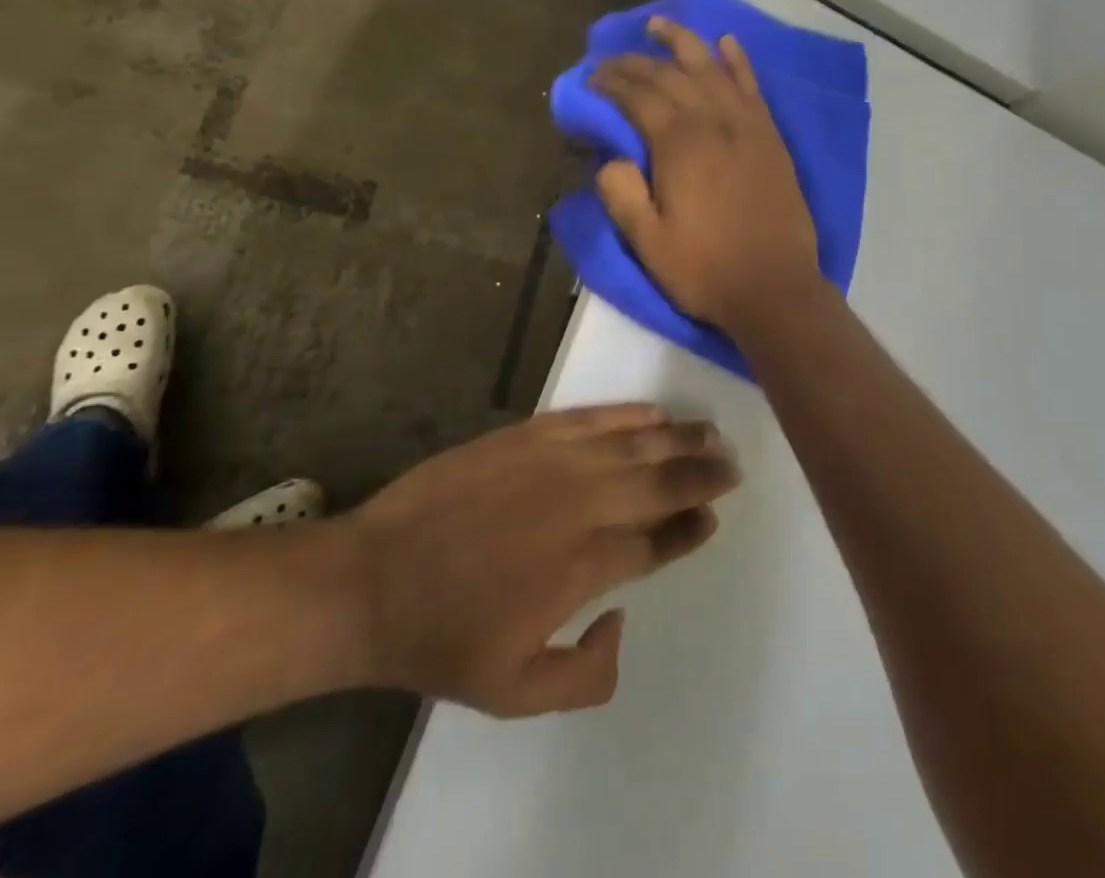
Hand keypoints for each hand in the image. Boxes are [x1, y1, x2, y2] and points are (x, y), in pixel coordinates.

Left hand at [347, 404, 737, 716]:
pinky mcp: (528, 434)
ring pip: (634, 444)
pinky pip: (593, 418)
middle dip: (701, 474)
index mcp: (584, 567)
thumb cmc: (445, 639)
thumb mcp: (515, 694)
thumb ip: (586, 675)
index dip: (690, 528)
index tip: (713, 516)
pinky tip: (653, 412)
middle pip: (658, 483)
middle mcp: (581, 506)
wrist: (372, 579)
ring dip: (678, 439)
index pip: (657, 542)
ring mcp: (554, 462)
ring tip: (710, 432)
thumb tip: (621, 621)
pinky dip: (628, 414)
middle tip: (731, 464)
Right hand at [590, 19, 822, 332]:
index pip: (639, 98)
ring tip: (659, 25)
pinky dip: (738, 62)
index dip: (611, 83)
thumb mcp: (648, 243)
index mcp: (679, 146)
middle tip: (612, 58)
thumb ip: (622, 195)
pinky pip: (753, 87)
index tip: (591, 79)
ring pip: (711, 69)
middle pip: (670, 77)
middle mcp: (713, 123)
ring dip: (684, 43)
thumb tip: (610, 159)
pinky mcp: (771, 137)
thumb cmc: (706, 269)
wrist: (775, 287)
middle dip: (636, 62)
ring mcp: (747, 126)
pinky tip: (727, 44)